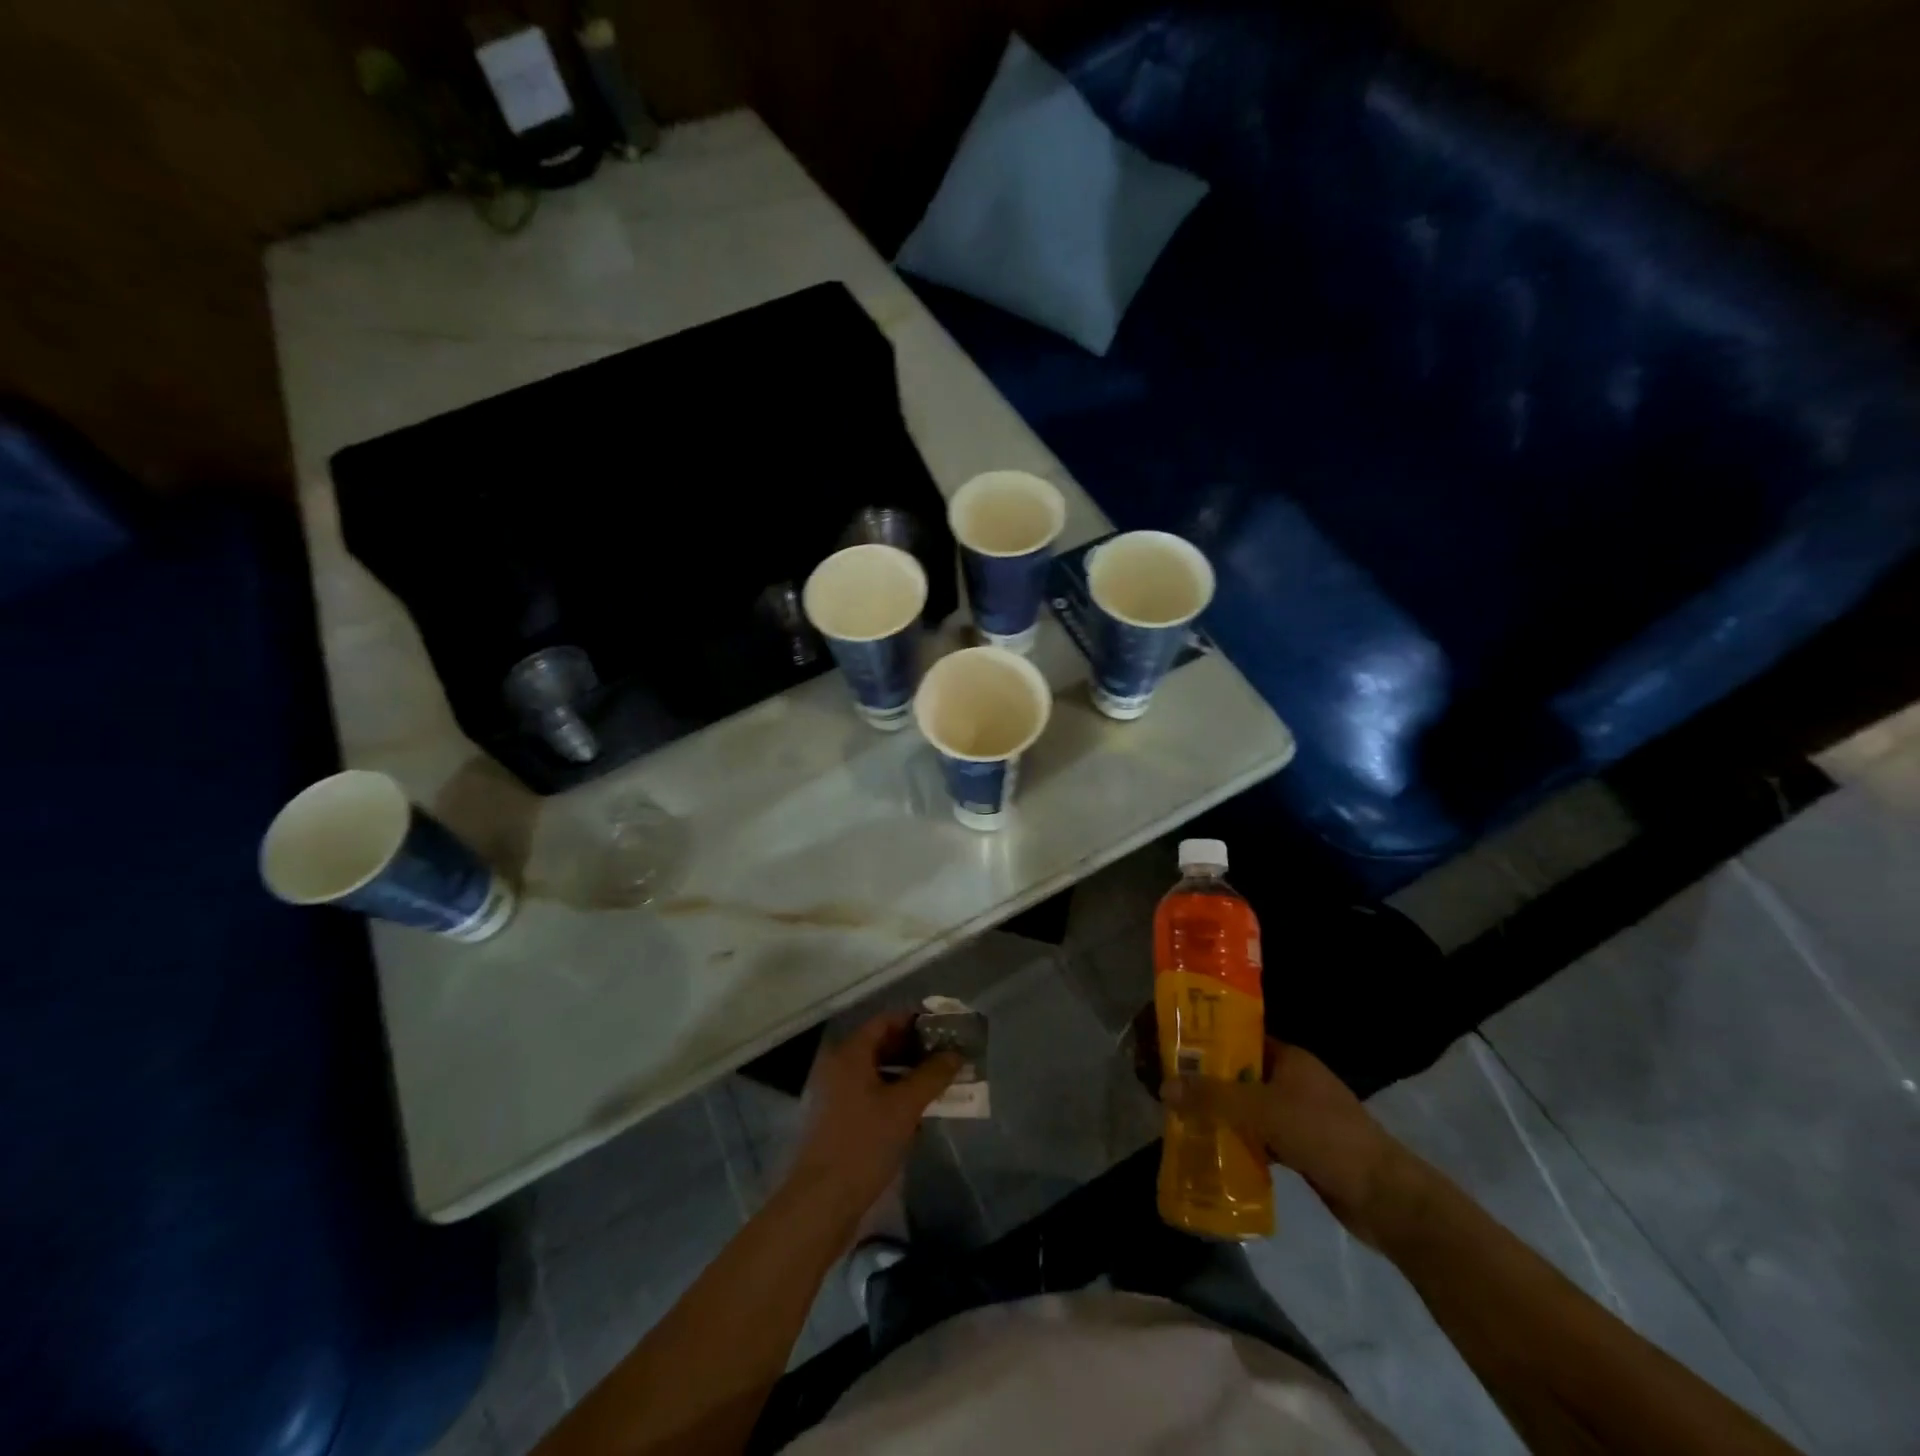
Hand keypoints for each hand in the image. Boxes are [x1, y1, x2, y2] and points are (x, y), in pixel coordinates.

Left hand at [784, 1011, 960, 1225]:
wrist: (822, 1202)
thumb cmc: (863, 1143)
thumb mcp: (905, 1106)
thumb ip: (932, 1075)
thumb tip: (955, 1053)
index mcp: (850, 1054)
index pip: (885, 1020)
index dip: (915, 1021)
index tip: (944, 1028)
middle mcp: (839, 1066)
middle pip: (881, 1044)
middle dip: (915, 1048)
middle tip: (947, 1055)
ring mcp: (836, 1094)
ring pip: (877, 1071)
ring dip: (907, 1073)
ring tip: (938, 1082)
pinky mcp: (839, 1120)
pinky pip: (871, 1093)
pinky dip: (894, 1094)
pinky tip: (917, 1111)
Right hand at [1163, 1039, 1419, 1245]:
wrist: (1385, 1198)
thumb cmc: (1325, 1136)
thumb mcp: (1264, 1110)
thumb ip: (1214, 1098)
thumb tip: (1165, 1087)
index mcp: (1288, 1057)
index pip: (1238, 1037)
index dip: (1205, 1039)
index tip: (1172, 1046)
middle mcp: (1292, 1080)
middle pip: (1238, 1073)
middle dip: (1205, 1079)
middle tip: (1166, 1084)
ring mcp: (1298, 1115)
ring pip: (1246, 1107)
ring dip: (1219, 1113)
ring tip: (1179, 1116)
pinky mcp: (1300, 1148)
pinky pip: (1257, 1137)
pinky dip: (1236, 1141)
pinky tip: (1210, 1150)